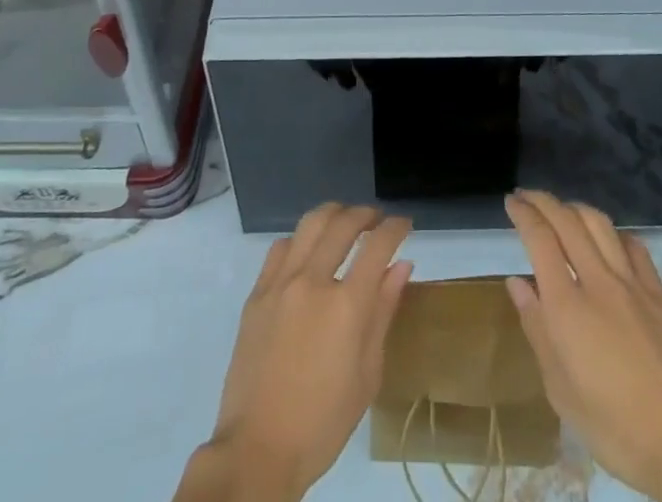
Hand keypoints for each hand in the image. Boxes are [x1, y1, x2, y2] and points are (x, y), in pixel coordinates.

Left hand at [175, 204, 413, 501]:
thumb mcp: (367, 374)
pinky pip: (281, 247)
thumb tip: (401, 265)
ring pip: (310, 224)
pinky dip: (301, 239)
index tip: (404, 224)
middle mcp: (313, 281)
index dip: (395, 228)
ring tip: (345, 222)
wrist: (258, 449)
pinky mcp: (257, 293)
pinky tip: (308, 250)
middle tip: (377, 219)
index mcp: (346, 305)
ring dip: (333, 214)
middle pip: (343, 223)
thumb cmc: (323, 422)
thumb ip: (383, 312)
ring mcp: (280, 283)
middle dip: (365, 213)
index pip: (378, 245)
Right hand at [504, 191, 661, 501]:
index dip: (523, 214)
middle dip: (543, 201)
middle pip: (567, 221)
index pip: (540, 239)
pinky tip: (608, 239)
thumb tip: (517, 284)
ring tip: (562, 210)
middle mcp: (598, 282)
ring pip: (600, 224)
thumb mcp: (561, 391)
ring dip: (575, 208)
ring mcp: (632, 284)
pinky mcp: (660, 294)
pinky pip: (633, 246)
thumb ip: (537, 330)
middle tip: (527, 197)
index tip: (511, 202)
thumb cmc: (615, 428)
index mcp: (567, 307)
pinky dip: (614, 233)